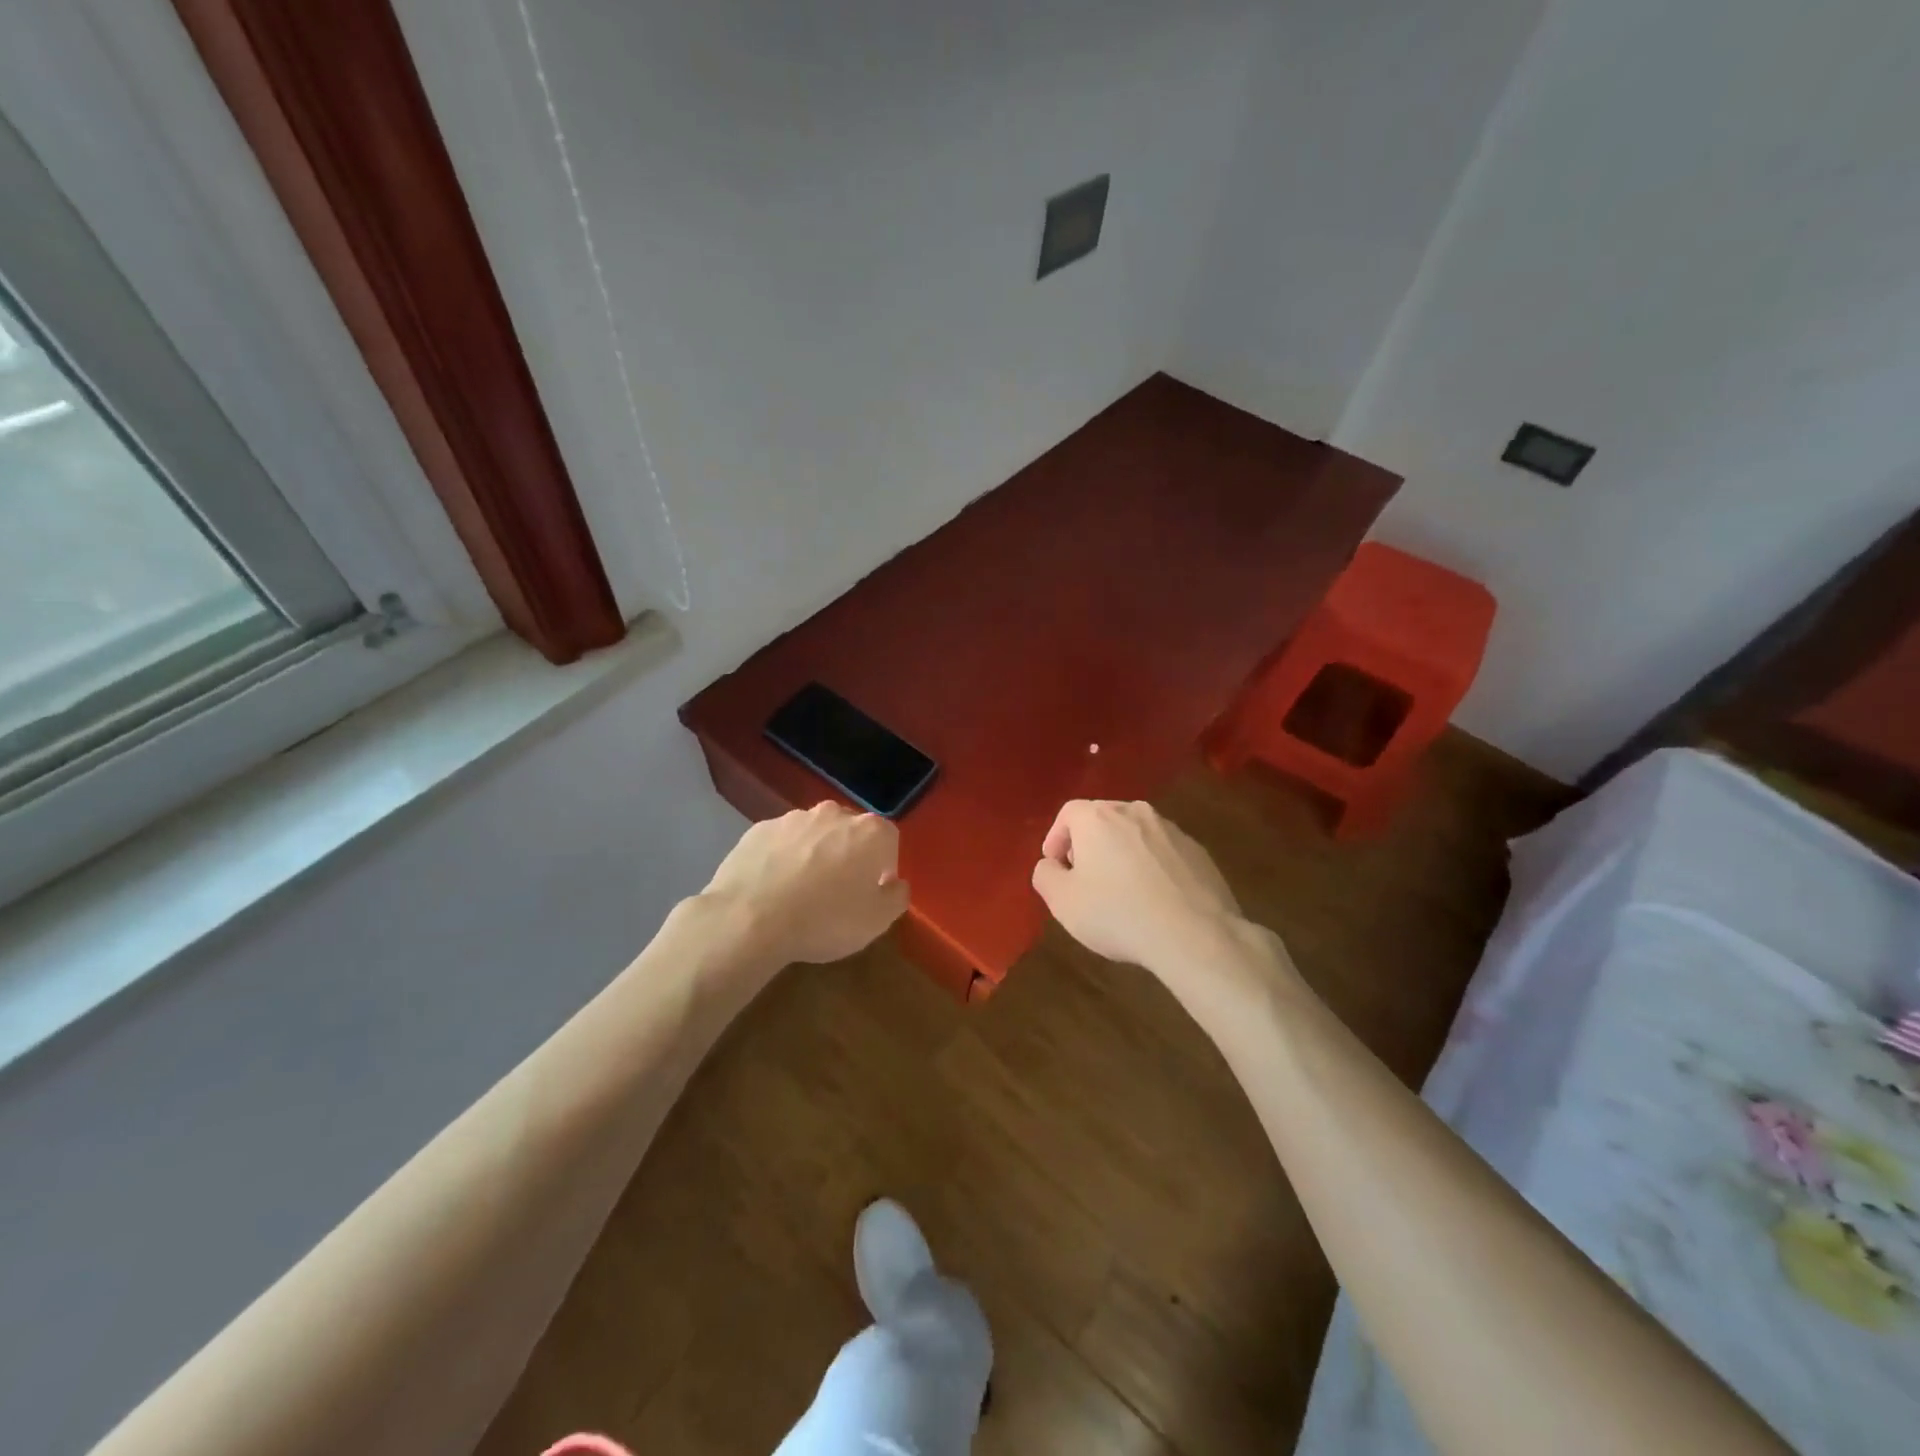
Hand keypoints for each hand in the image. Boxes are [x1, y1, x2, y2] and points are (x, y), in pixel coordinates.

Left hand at [702, 802, 910, 963]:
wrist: (748, 918)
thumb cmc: (824, 920)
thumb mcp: (876, 922)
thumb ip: (896, 898)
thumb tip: (895, 884)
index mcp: (869, 832)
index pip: (889, 840)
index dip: (884, 866)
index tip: (872, 892)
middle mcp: (834, 814)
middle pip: (850, 832)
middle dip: (849, 855)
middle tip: (838, 892)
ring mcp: (793, 819)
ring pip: (814, 834)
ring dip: (815, 855)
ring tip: (801, 892)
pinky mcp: (759, 829)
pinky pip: (781, 843)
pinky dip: (783, 859)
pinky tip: (772, 888)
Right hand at [1030, 799, 1244, 974]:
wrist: (1195, 934)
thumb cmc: (1117, 913)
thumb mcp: (1063, 901)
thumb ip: (1046, 876)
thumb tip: (1050, 865)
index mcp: (1098, 817)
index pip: (1068, 814)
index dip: (1056, 838)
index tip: (1055, 866)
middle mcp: (1135, 812)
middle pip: (1103, 819)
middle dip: (1089, 845)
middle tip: (1084, 877)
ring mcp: (1171, 830)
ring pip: (1136, 835)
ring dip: (1122, 855)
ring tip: (1121, 891)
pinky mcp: (1198, 852)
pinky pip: (1164, 853)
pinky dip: (1152, 868)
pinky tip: (1154, 900)